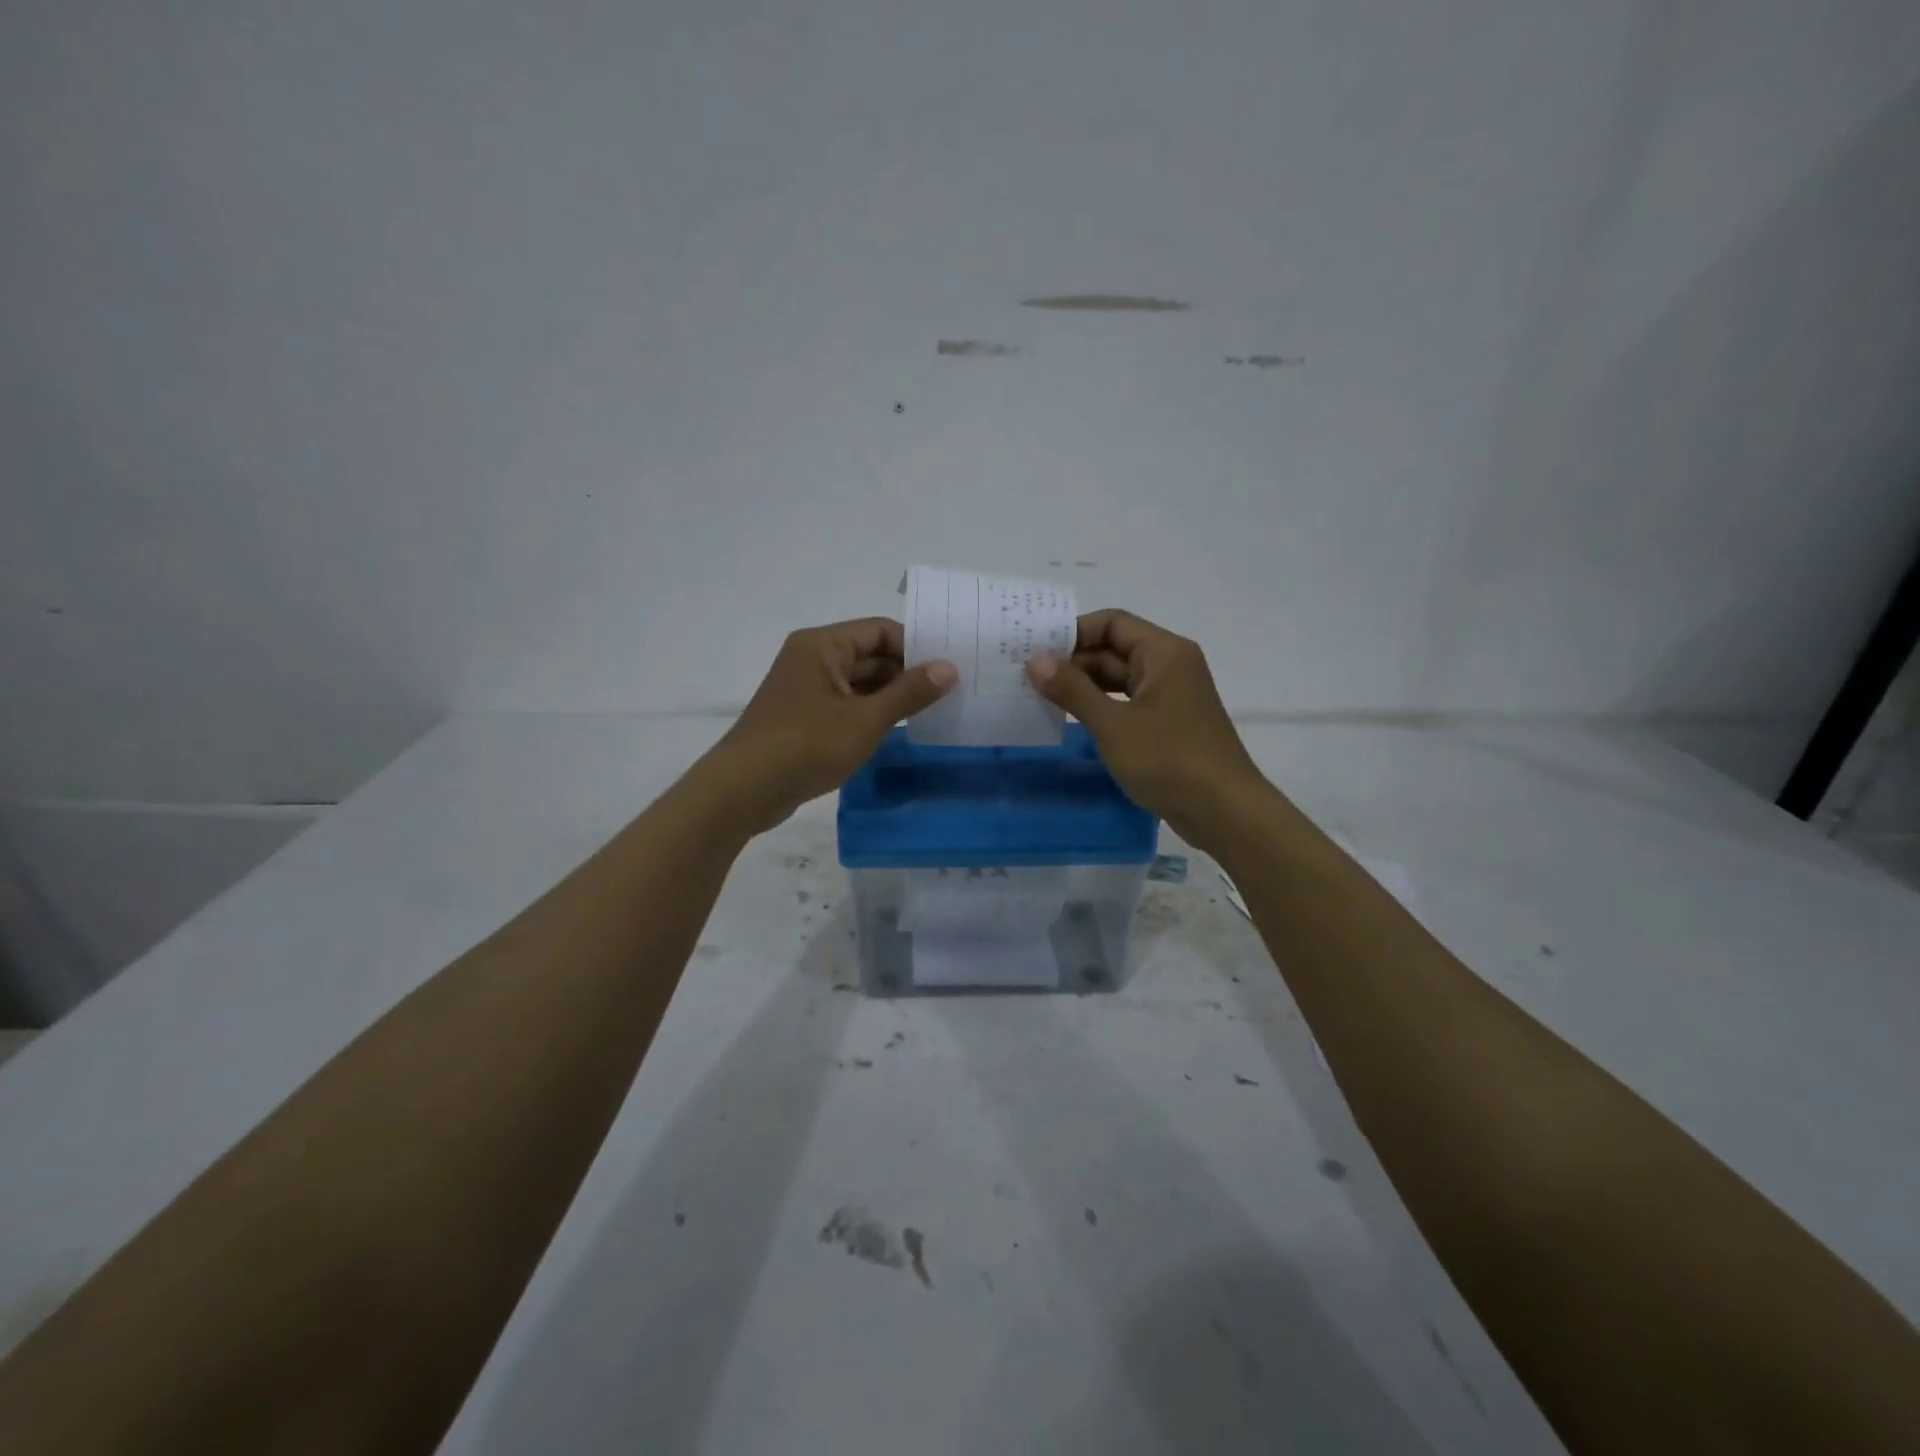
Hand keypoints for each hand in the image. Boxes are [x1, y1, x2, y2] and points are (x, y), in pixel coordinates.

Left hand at [706, 618, 956, 833]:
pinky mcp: (803, 716)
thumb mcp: (866, 719)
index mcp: (823, 645)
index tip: (948, 671)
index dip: (916, 647)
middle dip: (906, 673)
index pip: (881, 630)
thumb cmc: (806, 745)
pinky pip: (846, 703)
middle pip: (870, 655)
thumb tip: (949, 667)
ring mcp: (805, 688)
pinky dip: (870, 712)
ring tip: (931, 713)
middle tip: (948, 694)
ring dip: (891, 696)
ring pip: (860, 682)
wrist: (744, 790)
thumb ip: (910, 692)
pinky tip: (896, 730)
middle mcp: (812, 658)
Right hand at [1027, 609, 1269, 847]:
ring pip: (1119, 679)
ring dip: (1083, 686)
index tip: (1035, 650)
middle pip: (1114, 649)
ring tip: (1040, 697)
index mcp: (1164, 653)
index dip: (1072, 632)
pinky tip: (1071, 720)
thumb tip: (1035, 660)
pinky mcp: (1168, 724)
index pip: (1112, 623)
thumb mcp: (1113, 724)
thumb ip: (1072, 690)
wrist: (1224, 811)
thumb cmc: (1170, 760)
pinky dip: (1100, 707)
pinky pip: (1127, 703)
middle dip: (1073, 661)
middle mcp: (1170, 666)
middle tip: (1027, 677)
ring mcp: (1170, 696)